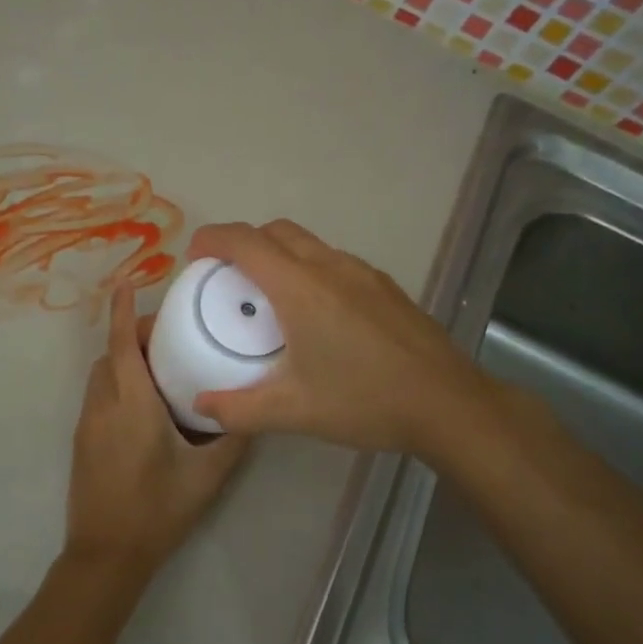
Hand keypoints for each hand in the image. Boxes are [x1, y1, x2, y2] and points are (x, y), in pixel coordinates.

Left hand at [64, 284, 249, 581]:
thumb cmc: (158, 510)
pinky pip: (99, 397)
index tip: (126, 282)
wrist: (106, 555)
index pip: (121, 344)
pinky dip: (117, 384)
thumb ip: (232, 438)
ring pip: (101, 375)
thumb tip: (253, 410)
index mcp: (131, 404)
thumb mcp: (207, 476)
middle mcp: (103, 405)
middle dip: (132, 336)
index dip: (122, 310)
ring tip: (162, 371)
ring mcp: (88, 424)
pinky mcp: (83, 442)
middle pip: (110, 355)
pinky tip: (147, 407)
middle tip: (169, 339)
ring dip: (123, 361)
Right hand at [185, 220, 483, 454]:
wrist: (449, 405)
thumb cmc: (365, 401)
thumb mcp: (293, 411)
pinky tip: (317, 316)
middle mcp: (330, 267)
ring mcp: (363, 273)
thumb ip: (238, 409)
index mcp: (300, 288)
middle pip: (276, 231)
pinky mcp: (386, 287)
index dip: (211, 239)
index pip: (244, 241)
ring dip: (279, 256)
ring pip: (309, 244)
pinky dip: (310, 270)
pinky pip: (335, 262)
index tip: (193, 258)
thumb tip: (201, 406)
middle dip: (243, 244)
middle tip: (227, 280)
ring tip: (270, 299)